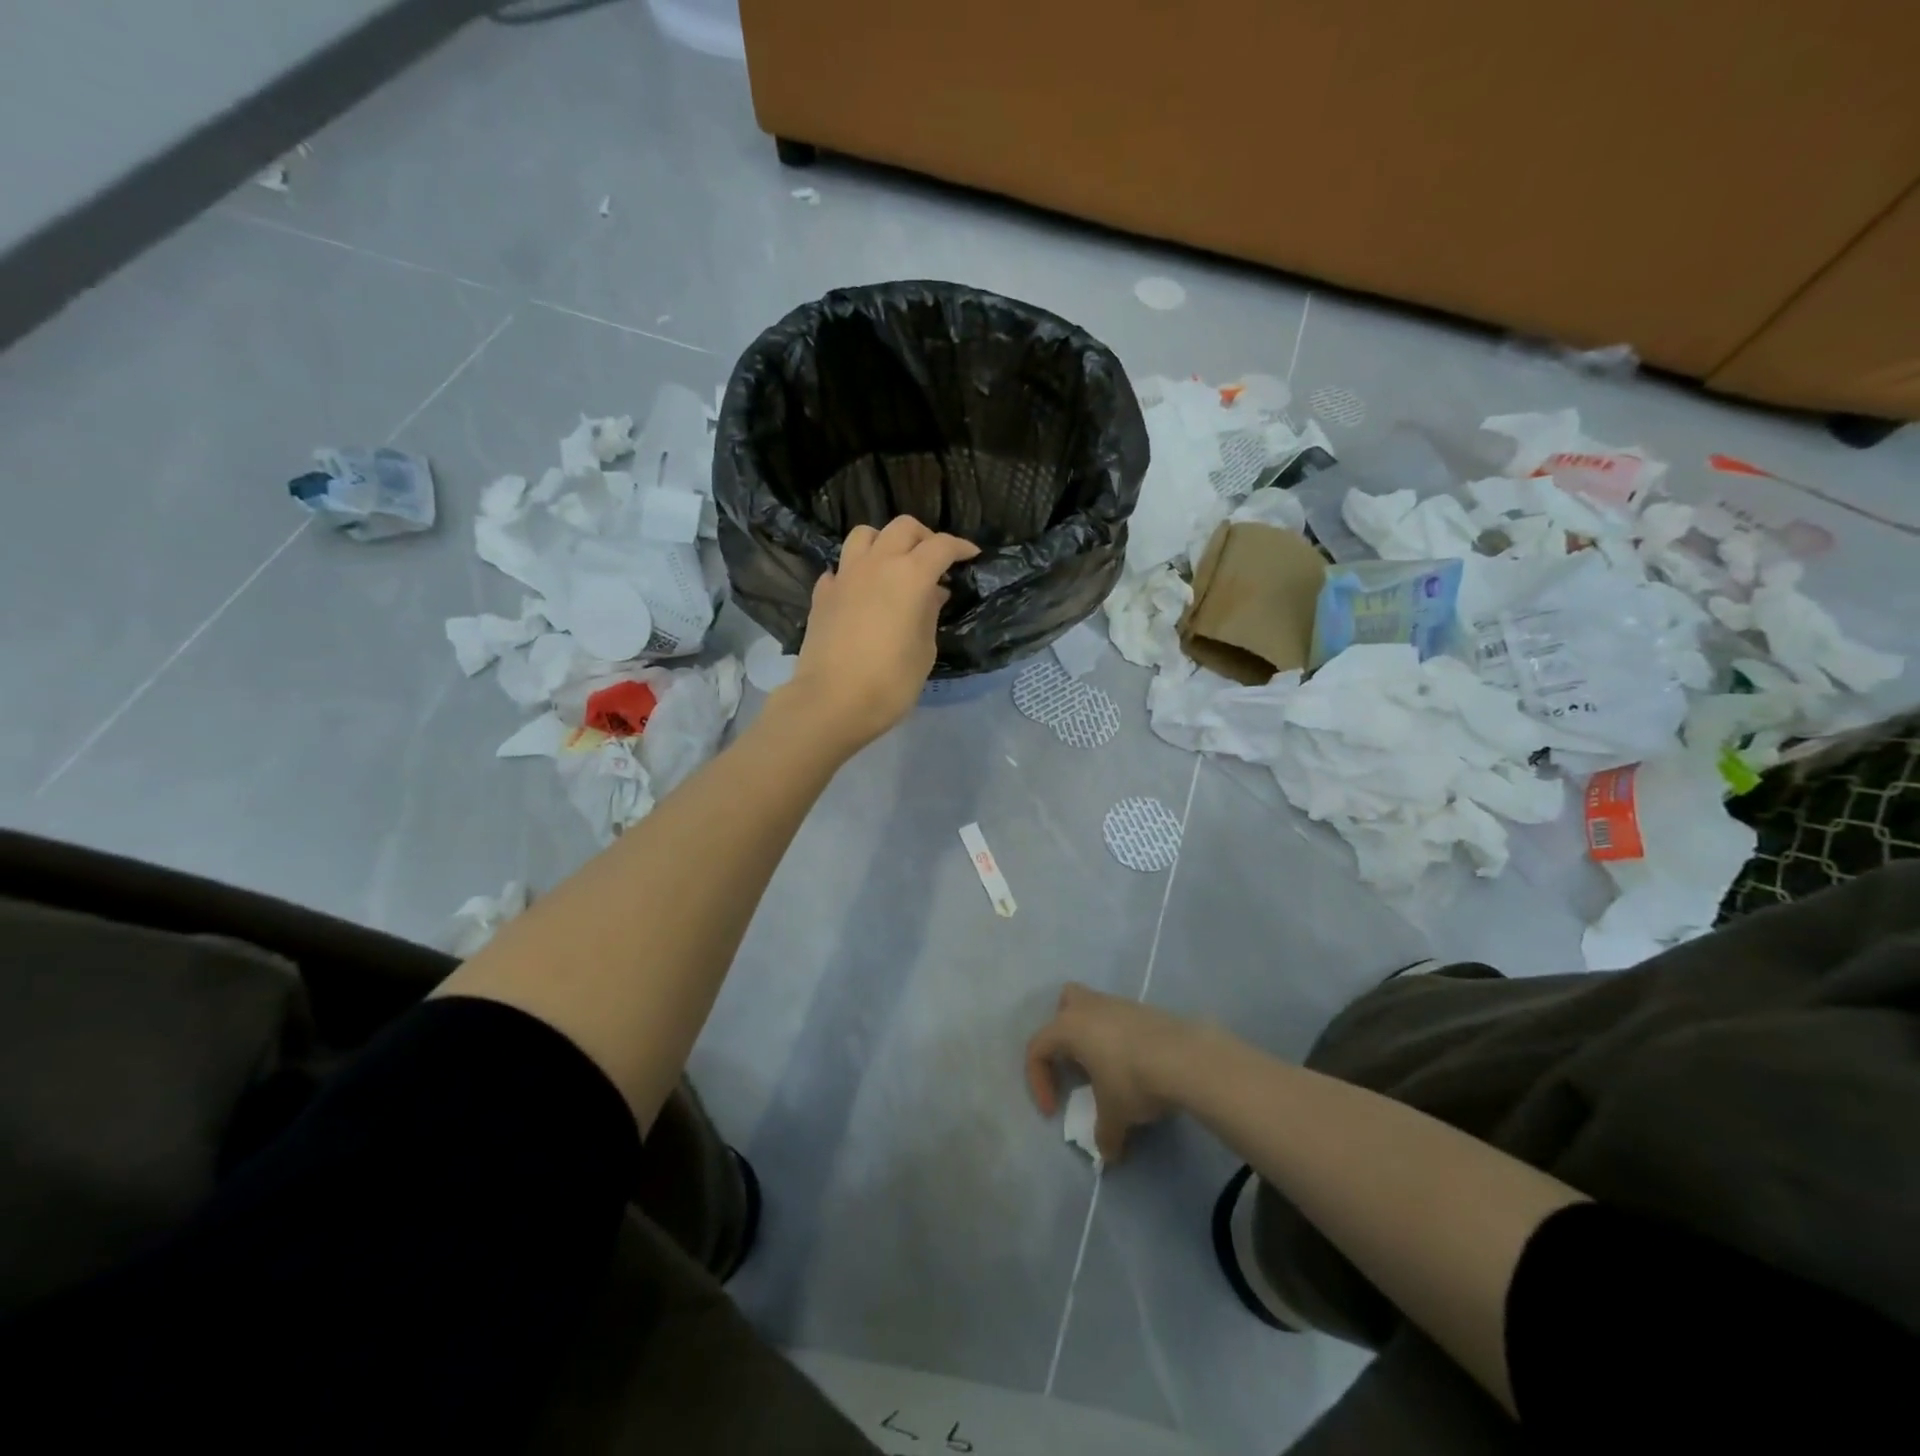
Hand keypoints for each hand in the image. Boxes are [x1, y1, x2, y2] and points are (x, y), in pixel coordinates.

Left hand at [783, 516, 979, 750]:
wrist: (831, 702)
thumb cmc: (890, 682)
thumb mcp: (924, 651)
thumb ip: (929, 614)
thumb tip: (933, 592)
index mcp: (909, 576)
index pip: (941, 546)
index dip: (960, 547)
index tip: (971, 556)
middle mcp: (876, 564)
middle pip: (902, 528)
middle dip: (924, 537)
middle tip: (935, 560)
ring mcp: (844, 576)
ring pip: (865, 535)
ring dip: (885, 542)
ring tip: (895, 565)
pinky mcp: (822, 594)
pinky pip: (841, 568)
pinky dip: (855, 571)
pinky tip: (862, 591)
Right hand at [1025, 983, 1202, 1162]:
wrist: (1186, 1058)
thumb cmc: (1133, 1080)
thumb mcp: (1114, 1115)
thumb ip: (1104, 1134)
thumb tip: (1107, 1154)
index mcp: (1069, 1027)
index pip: (1037, 1048)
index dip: (1038, 1081)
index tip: (1054, 1111)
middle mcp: (1090, 1007)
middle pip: (1065, 1003)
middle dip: (1063, 1031)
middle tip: (1073, 1063)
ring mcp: (1120, 1004)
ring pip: (1095, 1008)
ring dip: (1094, 1034)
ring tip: (1106, 1068)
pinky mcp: (1145, 1010)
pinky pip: (1120, 1018)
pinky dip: (1119, 1038)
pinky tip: (1134, 1064)